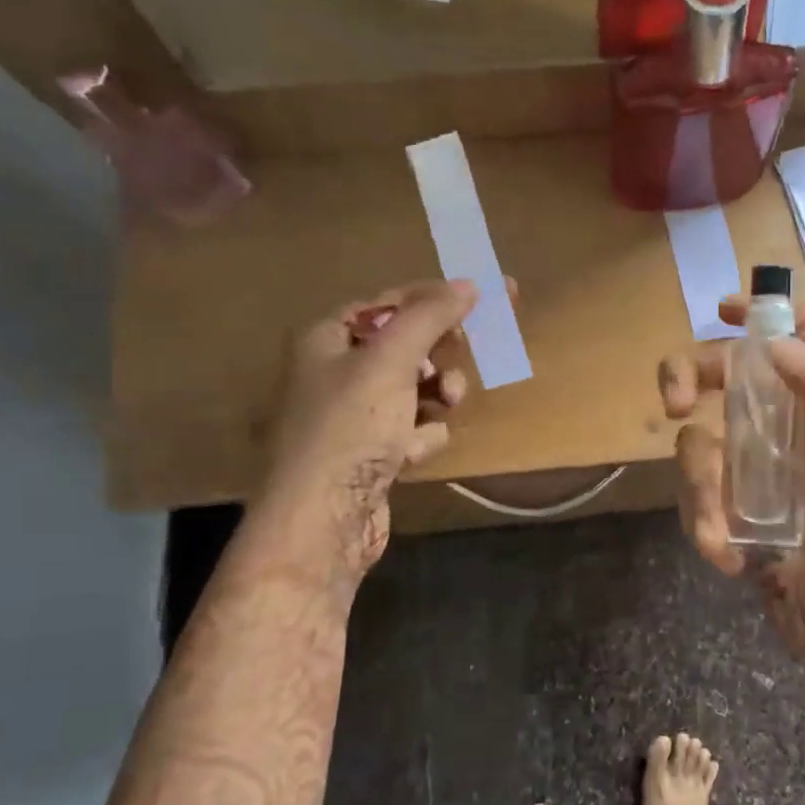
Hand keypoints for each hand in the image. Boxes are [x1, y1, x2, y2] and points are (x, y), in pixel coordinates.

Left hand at [254, 279, 477, 583]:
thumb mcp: (390, 362)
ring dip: (437, 396)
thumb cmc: (350, 428)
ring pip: (416, 389)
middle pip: (406, 346)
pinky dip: (421, 437)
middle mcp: (336, 372)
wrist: (324, 520)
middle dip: (439, 355)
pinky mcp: (372, 454)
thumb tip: (469, 284)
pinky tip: (413, 455)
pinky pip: (412, 429)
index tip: (480, 297)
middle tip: (466, 352)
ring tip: (446, 405)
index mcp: (327, 339)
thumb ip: (429, 318)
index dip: (433, 298)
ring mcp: (354, 417)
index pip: (387, 302)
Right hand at [659, 297, 804, 659]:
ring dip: (701, 489)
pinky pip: (695, 494)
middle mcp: (789, 425)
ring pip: (698, 441)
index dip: (764, 314)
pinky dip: (704, 525)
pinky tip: (731, 559)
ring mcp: (755, 467)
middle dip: (688, 378)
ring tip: (723, 538)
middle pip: (725, 373)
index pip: (800, 336)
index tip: (723, 312)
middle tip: (675, 405)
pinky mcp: (730, 506)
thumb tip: (775, 346)